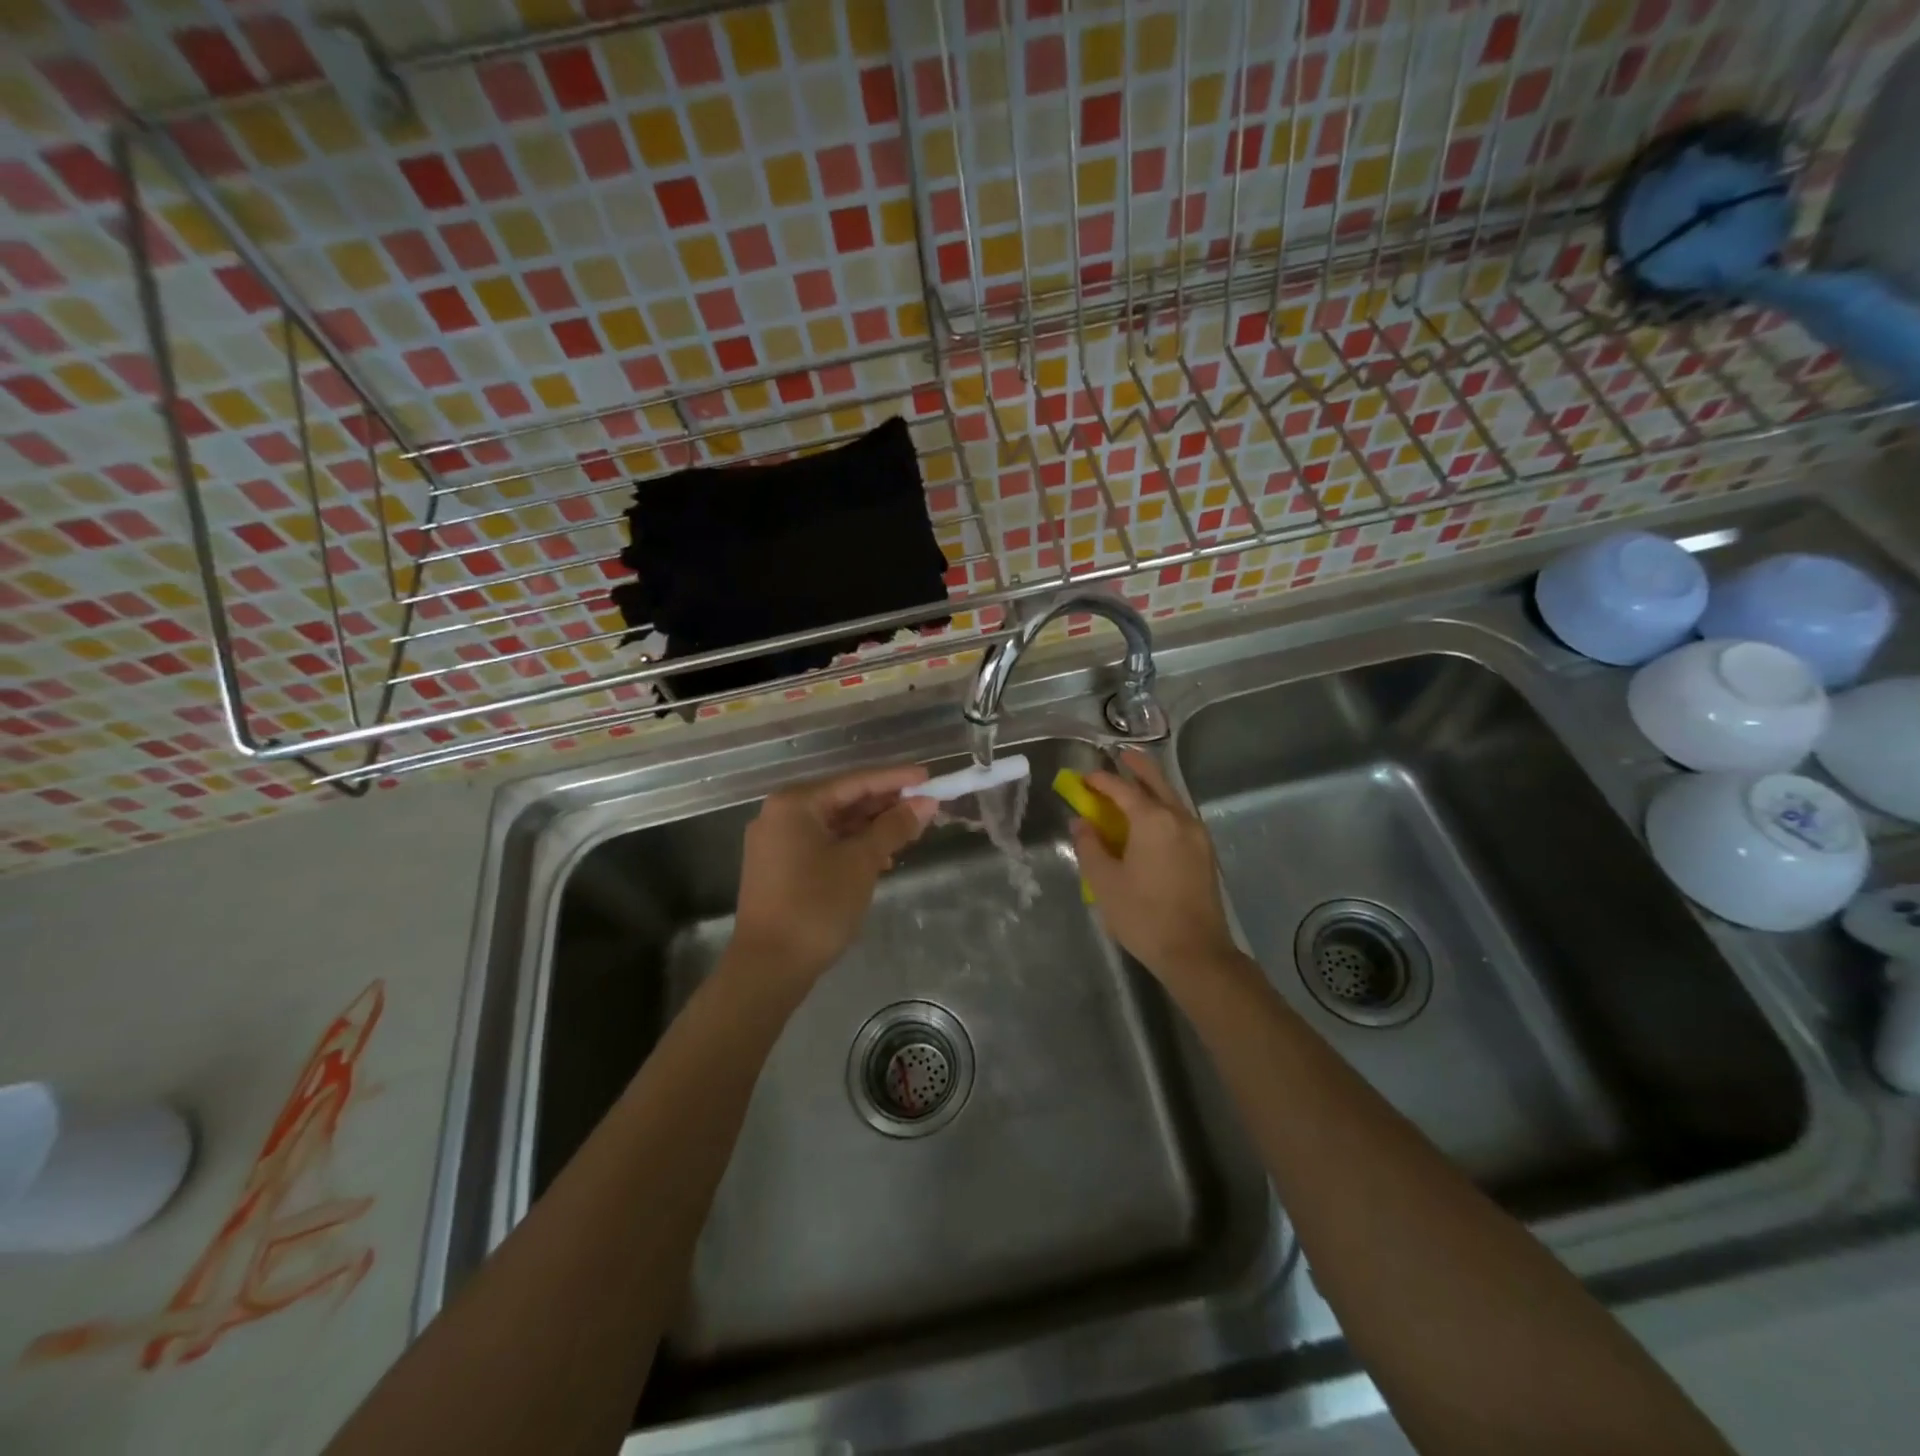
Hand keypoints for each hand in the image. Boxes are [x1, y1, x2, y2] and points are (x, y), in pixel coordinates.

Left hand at [733, 764, 939, 982]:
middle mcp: (780, 814)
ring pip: (834, 824)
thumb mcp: (862, 862)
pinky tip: (880, 859)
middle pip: (843, 800)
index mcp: (795, 803)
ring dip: (871, 828)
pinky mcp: (778, 866)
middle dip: (884, 805)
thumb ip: (894, 827)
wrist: (769, 967)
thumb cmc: (816, 906)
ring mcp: (776, 842)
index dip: (895, 779)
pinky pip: (822, 843)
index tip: (928, 777)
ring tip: (909, 833)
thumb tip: (925, 803)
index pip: (855, 781)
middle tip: (924, 807)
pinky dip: (851, 846)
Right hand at [1072, 750, 1244, 987]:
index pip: (1122, 788)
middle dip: (1137, 767)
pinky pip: (1179, 817)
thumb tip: (1081, 822)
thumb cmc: (1143, 915)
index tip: (1083, 778)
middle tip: (1120, 756)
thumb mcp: (1104, 881)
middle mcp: (1179, 818)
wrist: (1195, 952)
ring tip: (1133, 784)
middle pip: (1156, 781)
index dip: (1100, 780)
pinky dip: (1162, 807)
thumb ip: (1089, 846)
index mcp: (1153, 820)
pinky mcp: (1204, 853)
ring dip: (1152, 787)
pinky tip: (1151, 820)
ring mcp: (1197, 835)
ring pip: (1172, 798)